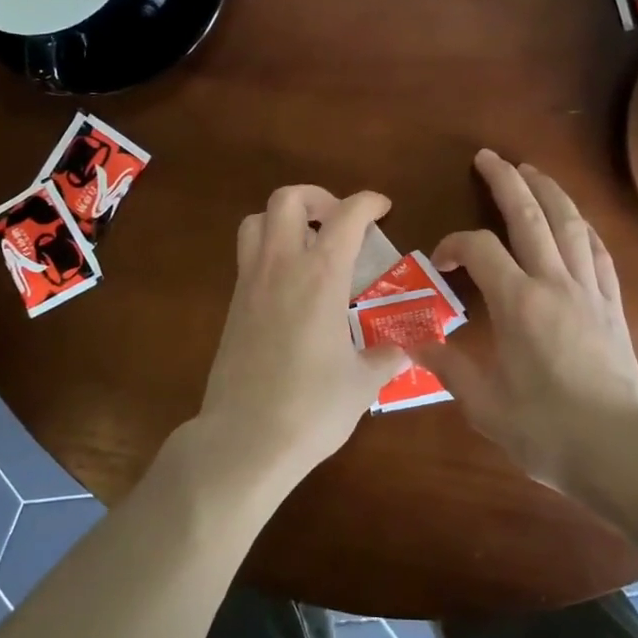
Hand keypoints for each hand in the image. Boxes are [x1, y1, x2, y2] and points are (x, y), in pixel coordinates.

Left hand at [195, 185, 410, 485]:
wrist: (245, 439)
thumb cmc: (312, 407)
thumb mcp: (362, 383)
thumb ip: (385, 358)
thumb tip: (404, 351)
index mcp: (320, 276)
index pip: (346, 216)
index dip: (367, 202)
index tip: (382, 207)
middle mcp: (281, 267)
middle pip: (286, 199)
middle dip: (316, 197)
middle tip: (338, 221)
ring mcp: (250, 283)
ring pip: (256, 221)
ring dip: (284, 219)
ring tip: (308, 243)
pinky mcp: (233, 306)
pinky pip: (247, 257)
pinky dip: (269, 251)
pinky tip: (291, 285)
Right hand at [416, 150, 637, 493]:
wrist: (618, 454)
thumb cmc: (545, 430)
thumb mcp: (484, 404)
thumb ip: (448, 366)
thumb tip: (414, 341)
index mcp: (518, 302)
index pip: (479, 248)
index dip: (454, 243)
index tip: (441, 261)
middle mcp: (554, 283)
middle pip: (530, 216)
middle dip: (507, 181)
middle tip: (490, 157)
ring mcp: (589, 290)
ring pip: (569, 224)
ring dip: (549, 192)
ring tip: (532, 171)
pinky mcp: (613, 305)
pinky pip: (598, 253)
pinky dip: (583, 228)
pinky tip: (576, 221)